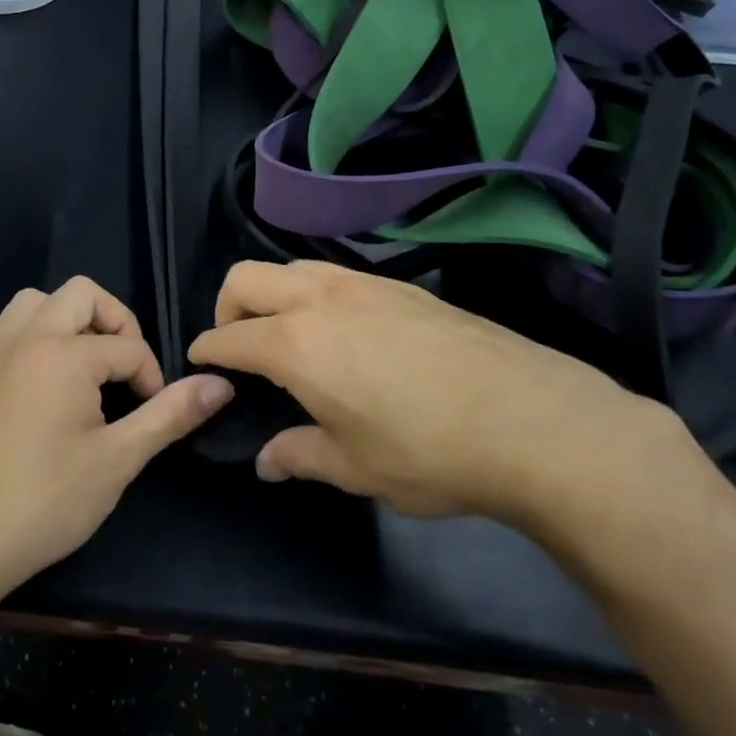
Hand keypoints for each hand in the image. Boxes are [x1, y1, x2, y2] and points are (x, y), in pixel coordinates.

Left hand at [0, 277, 234, 595]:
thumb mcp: (119, 459)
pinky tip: (35, 375)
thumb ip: (170, 414)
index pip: (128, 347)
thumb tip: (221, 384)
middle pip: (82, 294)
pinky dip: (25, 334)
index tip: (151, 415)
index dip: (152, 379)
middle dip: (115, 323)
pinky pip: (1, 327)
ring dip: (66, 319)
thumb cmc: (46, 500)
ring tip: (83, 365)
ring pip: (34, 301)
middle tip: (124, 370)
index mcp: (65, 353)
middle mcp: (25, 335)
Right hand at [187, 261, 695, 523]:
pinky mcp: (405, 287)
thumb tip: (267, 461)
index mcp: (296, 345)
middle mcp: (321, 300)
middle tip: (239, 345)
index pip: (229, 336)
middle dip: (227, 306)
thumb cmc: (430, 453)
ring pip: (294, 267)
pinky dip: (319, 294)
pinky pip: (338, 275)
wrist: (536, 423)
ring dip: (274, 293)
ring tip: (292, 335)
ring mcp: (366, 285)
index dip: (206, 350)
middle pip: (247, 278)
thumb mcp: (356, 468)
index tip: (199, 363)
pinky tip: (349, 333)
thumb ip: (300, 455)